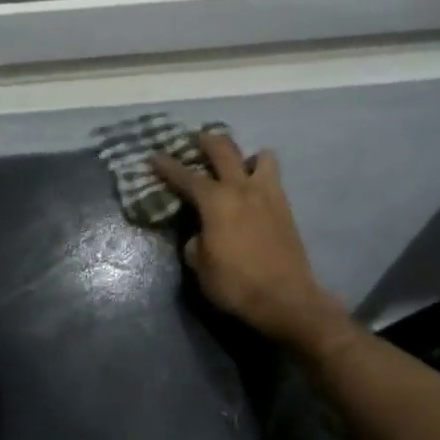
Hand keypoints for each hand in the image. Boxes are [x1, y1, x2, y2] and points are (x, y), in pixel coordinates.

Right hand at [152, 131, 347, 352]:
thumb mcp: (200, 266)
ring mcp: (268, 195)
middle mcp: (242, 189)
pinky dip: (261, 176)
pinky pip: (272, 179)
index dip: (166, 166)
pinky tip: (252, 192)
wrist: (286, 299)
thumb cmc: (235, 283)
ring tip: (237, 166)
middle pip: (224, 150)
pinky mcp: (286, 208)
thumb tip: (199, 233)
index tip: (153, 156)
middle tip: (197, 140)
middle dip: (207, 142)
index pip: (185, 176)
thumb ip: (195, 241)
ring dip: (246, 156)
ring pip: (261, 157)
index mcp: (216, 201)